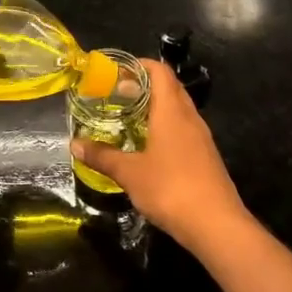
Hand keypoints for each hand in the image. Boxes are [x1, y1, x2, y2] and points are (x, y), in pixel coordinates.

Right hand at [70, 60, 248, 253]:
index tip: (116, 72)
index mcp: (172, 111)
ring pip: (178, 110)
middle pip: (169, 87)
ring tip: (129, 119)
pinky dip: (165, 128)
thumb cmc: (171, 189)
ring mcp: (202, 138)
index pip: (160, 71)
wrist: (217, 226)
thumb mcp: (129, 173)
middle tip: (117, 95)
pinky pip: (184, 130)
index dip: (139, 65)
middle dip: (144, 86)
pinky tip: (149, 148)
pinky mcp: (206, 157)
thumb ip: (102, 156)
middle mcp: (190, 117)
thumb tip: (74, 144)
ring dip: (156, 108)